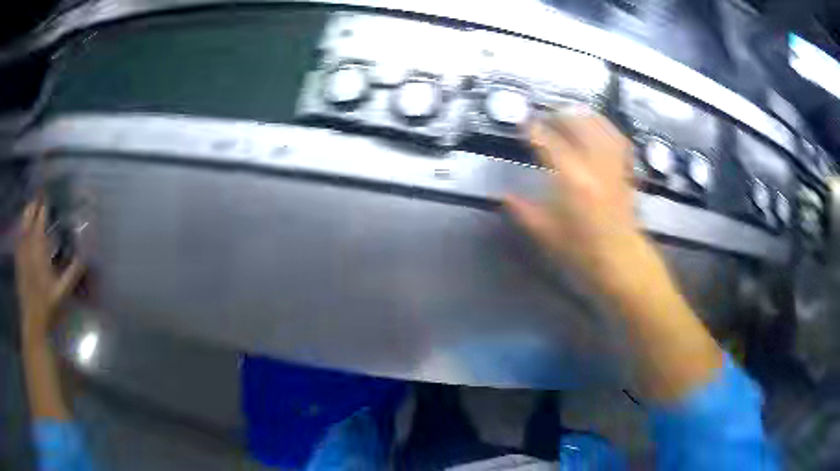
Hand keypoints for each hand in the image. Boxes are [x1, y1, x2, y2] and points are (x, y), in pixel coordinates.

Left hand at [15, 199, 84, 342]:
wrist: (33, 322)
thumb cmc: (48, 306)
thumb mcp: (63, 291)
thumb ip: (73, 271)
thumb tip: (86, 255)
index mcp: (39, 248)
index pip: (41, 217)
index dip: (45, 204)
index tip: (50, 194)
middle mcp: (27, 245)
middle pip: (28, 215)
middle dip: (34, 204)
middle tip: (41, 197)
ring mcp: (20, 252)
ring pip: (22, 224)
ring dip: (27, 213)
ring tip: (32, 208)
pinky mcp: (17, 261)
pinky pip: (18, 237)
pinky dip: (21, 228)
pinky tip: (24, 229)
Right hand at [504, 111, 641, 284]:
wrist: (621, 261)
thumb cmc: (582, 251)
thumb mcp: (547, 234)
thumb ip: (524, 212)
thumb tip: (503, 197)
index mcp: (572, 180)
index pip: (549, 142)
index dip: (534, 130)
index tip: (524, 124)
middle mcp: (594, 165)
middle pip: (578, 124)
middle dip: (559, 115)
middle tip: (545, 117)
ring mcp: (613, 166)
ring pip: (600, 127)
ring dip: (584, 116)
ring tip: (571, 113)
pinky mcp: (624, 171)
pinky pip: (619, 140)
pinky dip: (607, 129)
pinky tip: (600, 127)